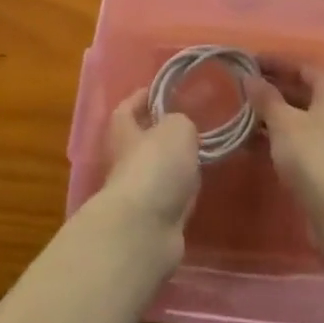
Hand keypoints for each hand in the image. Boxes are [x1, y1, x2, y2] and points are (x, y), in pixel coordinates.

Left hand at [97, 89, 200, 245]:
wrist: (145, 231)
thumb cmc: (156, 166)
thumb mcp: (177, 128)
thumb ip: (181, 123)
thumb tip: (181, 132)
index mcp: (124, 134)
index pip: (125, 109)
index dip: (139, 98)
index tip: (158, 90)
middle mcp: (125, 164)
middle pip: (141, 144)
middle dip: (161, 136)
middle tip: (190, 126)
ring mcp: (138, 196)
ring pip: (158, 174)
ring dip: (174, 168)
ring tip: (200, 157)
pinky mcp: (153, 224)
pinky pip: (169, 201)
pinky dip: (182, 195)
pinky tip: (199, 190)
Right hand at [247, 67, 323, 235]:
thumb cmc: (314, 155)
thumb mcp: (284, 122)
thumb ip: (265, 97)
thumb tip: (249, 77)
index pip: (300, 66)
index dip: (273, 64)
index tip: (246, 63)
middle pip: (300, 90)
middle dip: (270, 90)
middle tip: (239, 88)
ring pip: (298, 116)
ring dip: (271, 115)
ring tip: (240, 114)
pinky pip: (298, 138)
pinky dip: (278, 136)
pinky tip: (251, 142)